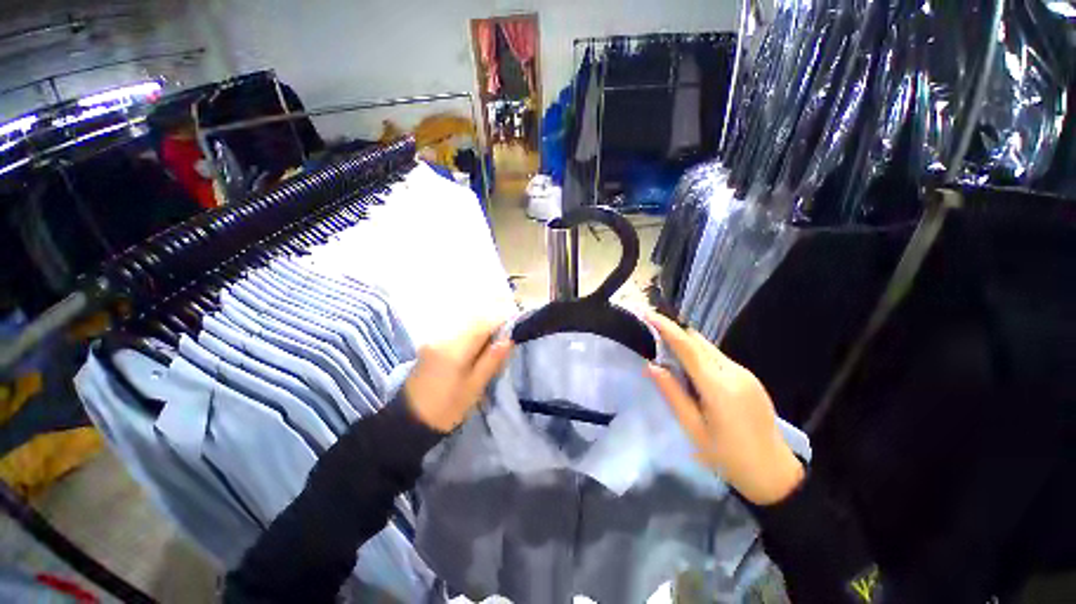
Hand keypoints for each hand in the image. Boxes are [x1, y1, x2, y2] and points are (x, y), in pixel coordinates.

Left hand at [404, 319, 513, 432]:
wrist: (410, 419)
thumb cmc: (447, 407)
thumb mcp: (474, 387)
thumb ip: (492, 360)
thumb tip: (509, 338)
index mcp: (455, 348)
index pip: (483, 323)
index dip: (502, 320)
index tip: (516, 326)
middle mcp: (443, 336)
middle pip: (474, 318)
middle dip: (493, 321)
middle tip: (506, 335)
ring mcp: (435, 337)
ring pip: (466, 322)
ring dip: (483, 325)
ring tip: (494, 341)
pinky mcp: (432, 342)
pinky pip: (457, 328)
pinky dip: (471, 331)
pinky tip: (477, 345)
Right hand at [645, 312, 803, 504]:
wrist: (774, 473)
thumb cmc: (728, 457)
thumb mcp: (693, 429)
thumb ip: (672, 394)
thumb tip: (652, 366)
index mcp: (718, 386)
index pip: (687, 347)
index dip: (666, 328)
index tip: (648, 314)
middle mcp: (733, 372)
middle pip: (699, 341)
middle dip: (674, 332)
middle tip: (650, 330)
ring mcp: (744, 373)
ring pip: (708, 348)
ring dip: (685, 343)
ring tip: (664, 347)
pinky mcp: (749, 378)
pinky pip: (717, 358)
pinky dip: (698, 354)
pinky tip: (688, 366)